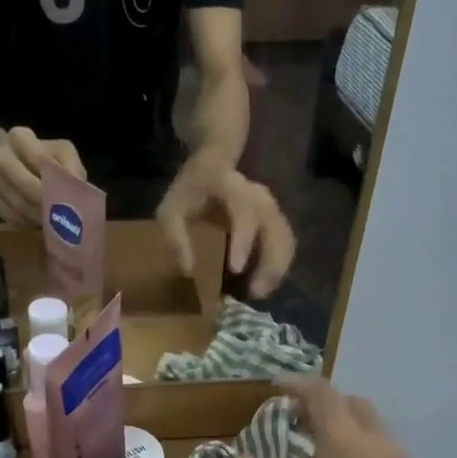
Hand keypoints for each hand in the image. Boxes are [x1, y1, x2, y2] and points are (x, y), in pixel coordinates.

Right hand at [0, 126, 84, 226]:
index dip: (58, 181)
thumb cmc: (38, 154)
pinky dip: (26, 222)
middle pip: (28, 188)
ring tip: (53, 223)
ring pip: (19, 205)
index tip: (70, 195)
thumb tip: (77, 190)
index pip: (41, 160)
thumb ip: (72, 167)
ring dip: (38, 217)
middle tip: (63, 217)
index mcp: (20, 137)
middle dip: (48, 204)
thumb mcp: (60, 152)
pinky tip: (36, 222)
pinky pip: (9, 215)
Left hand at [157, 163, 295, 298]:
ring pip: (285, 238)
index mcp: (231, 187)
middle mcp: (257, 195)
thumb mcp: (170, 209)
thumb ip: (176, 237)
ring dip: (277, 268)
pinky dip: (280, 265)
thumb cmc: (189, 189)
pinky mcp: (275, 218)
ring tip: (260, 292)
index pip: (244, 212)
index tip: (236, 269)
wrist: (212, 165)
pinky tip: (266, 283)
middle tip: (254, 293)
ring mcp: (270, 206)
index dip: (243, 241)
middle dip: (268, 262)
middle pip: (274, 228)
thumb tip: (188, 271)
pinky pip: (285, 242)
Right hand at [227, 376, 444, 457]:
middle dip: (324, 404)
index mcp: (348, 448)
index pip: (323, 395)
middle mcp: (383, 452)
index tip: (274, 389)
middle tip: (294, 420)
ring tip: (316, 452)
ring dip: (346, 430)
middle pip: (356, 406)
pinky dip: (363, 457)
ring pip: (376, 433)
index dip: (296, 385)